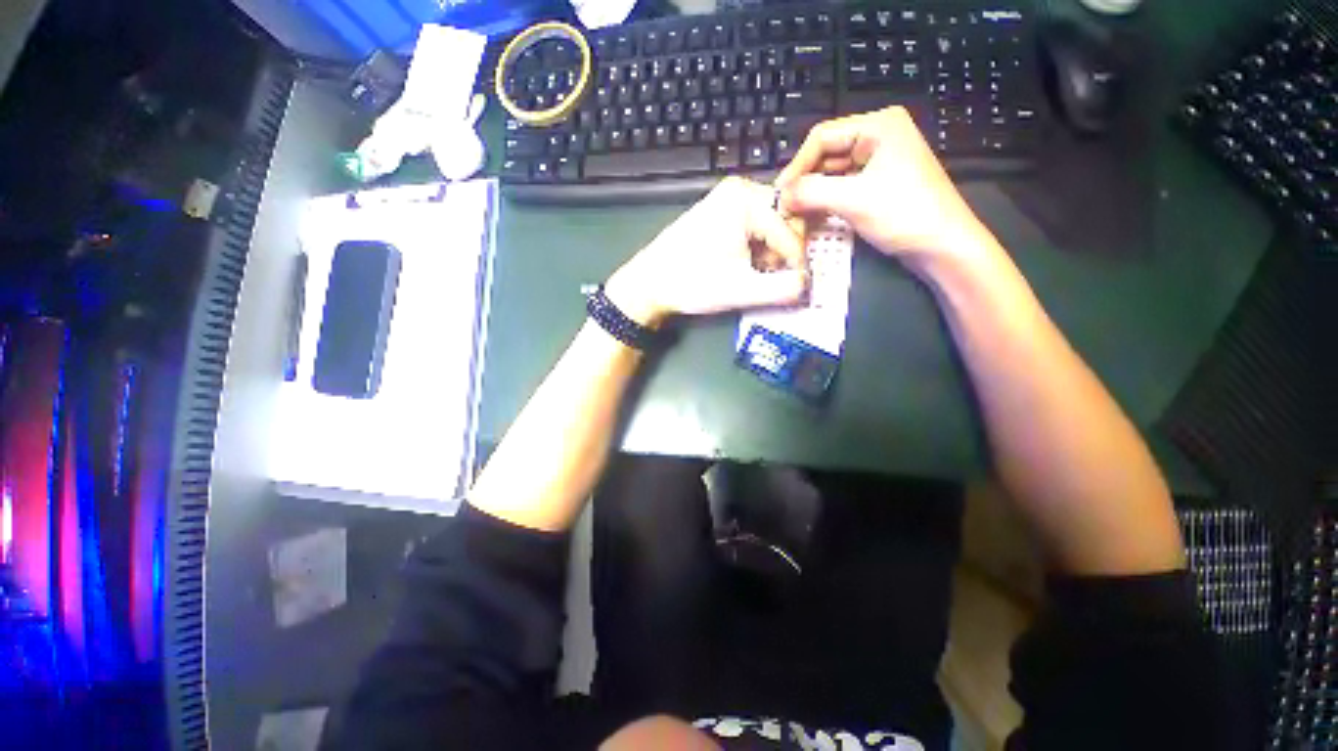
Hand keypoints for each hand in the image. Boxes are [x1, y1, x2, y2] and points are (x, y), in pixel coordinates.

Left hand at [606, 177, 808, 325]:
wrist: (649, 283)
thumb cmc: (690, 283)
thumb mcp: (741, 290)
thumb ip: (782, 290)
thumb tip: (808, 286)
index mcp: (745, 199)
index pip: (791, 232)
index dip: (798, 265)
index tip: (799, 289)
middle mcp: (740, 190)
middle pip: (785, 222)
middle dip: (785, 255)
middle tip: (776, 280)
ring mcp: (729, 199)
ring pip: (771, 226)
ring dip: (772, 254)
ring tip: (757, 276)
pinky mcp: (721, 213)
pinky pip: (755, 228)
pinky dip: (758, 249)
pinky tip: (745, 267)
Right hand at [775, 107, 996, 274]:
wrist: (943, 246)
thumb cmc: (904, 215)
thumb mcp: (853, 200)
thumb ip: (812, 193)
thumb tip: (781, 196)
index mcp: (878, 127)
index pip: (822, 137)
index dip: (797, 165)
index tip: (779, 195)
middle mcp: (878, 138)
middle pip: (826, 155)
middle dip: (804, 182)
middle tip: (784, 208)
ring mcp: (879, 162)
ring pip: (832, 174)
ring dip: (812, 195)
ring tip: (794, 215)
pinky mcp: (878, 185)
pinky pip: (842, 189)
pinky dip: (826, 202)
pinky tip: (813, 217)